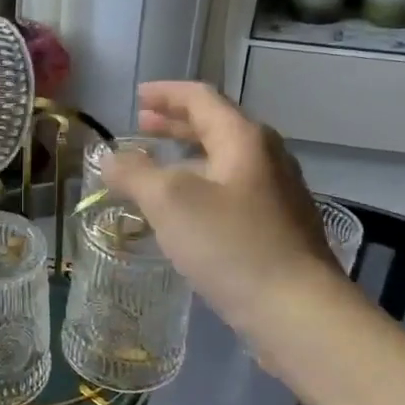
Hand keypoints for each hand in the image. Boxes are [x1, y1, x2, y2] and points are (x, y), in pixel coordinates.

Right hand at [101, 81, 343, 345]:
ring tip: (157, 167)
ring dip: (187, 157)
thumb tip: (108, 158)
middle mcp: (265, 157)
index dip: (166, 93)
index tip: (137, 97)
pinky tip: (185, 211)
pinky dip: (202, 185)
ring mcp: (276, 193)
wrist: (297, 310)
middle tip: (142, 126)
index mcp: (244, 139)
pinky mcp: (277, 226)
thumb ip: (134, 173)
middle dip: (175, 124)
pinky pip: (231, 190)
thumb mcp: (169, 202)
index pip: (201, 98)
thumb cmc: (230, 244)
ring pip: (224, 161)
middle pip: (215, 126)